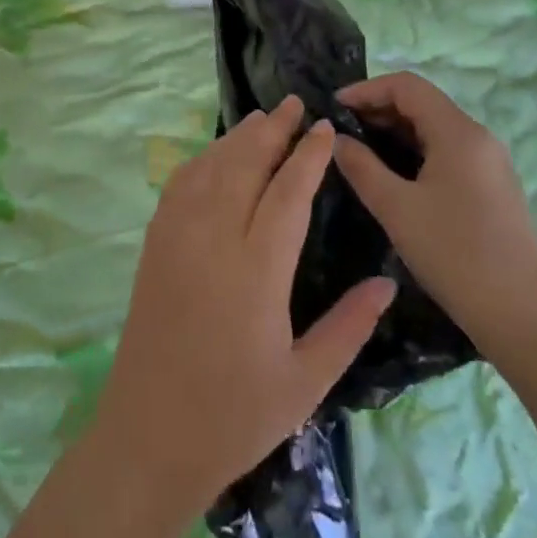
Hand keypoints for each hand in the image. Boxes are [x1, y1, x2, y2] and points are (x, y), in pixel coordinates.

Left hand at [90, 95, 396, 512]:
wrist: (149, 434)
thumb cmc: (235, 414)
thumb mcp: (306, 381)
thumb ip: (349, 326)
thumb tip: (387, 282)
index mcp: (256, 269)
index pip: (287, 193)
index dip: (308, 156)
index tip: (325, 127)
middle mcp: (213, 237)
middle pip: (245, 164)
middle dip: (273, 130)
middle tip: (296, 103)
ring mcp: (177, 235)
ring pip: (210, 167)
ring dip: (238, 138)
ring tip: (263, 120)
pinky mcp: (154, 243)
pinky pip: (180, 184)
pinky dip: (202, 160)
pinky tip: (216, 156)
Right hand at [332, 73, 536, 362]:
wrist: (525, 318)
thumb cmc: (456, 255)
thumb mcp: (396, 209)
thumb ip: (361, 167)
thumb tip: (336, 139)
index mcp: (458, 132)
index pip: (407, 85)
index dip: (366, 89)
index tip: (333, 108)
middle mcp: (478, 137)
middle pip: (422, 103)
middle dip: (378, 109)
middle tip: (340, 131)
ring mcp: (489, 163)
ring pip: (433, 129)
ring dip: (394, 132)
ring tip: (359, 151)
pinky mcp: (491, 187)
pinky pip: (446, 151)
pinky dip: (414, 152)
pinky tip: (392, 176)